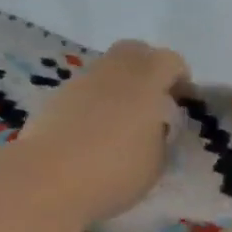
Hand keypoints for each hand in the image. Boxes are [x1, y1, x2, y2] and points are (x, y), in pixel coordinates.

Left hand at [15, 40, 189, 223]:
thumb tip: (153, 125)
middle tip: (155, 99)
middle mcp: (114, 71)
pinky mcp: (55, 98)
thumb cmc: (114, 171)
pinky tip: (95, 131)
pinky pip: (85, 89)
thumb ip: (161, 136)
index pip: (170, 61)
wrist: (48, 180)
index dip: (181, 78)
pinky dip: (95, 101)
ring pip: (107, 69)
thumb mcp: (156, 162)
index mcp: (146, 80)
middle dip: (149, 68)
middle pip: (135, 52)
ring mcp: (81, 82)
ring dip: (120, 85)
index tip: (184, 101)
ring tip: (124, 119)